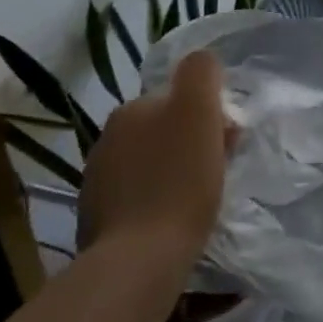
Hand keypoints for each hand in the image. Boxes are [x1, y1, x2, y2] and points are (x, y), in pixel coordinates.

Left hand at [78, 51, 231, 263]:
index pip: (178, 100)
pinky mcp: (95, 220)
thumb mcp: (198, 111)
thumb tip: (203, 60)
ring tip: (195, 202)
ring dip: (172, 173)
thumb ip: (201, 73)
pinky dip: (154, 203)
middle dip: (190, 144)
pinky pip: (136, 199)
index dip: (207, 117)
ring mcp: (97, 181)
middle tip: (216, 173)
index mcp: (130, 110)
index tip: (226, 143)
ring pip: (149, 164)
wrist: (139, 260)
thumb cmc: (179, 181)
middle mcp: (107, 138)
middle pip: (162, 131)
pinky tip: (170, 223)